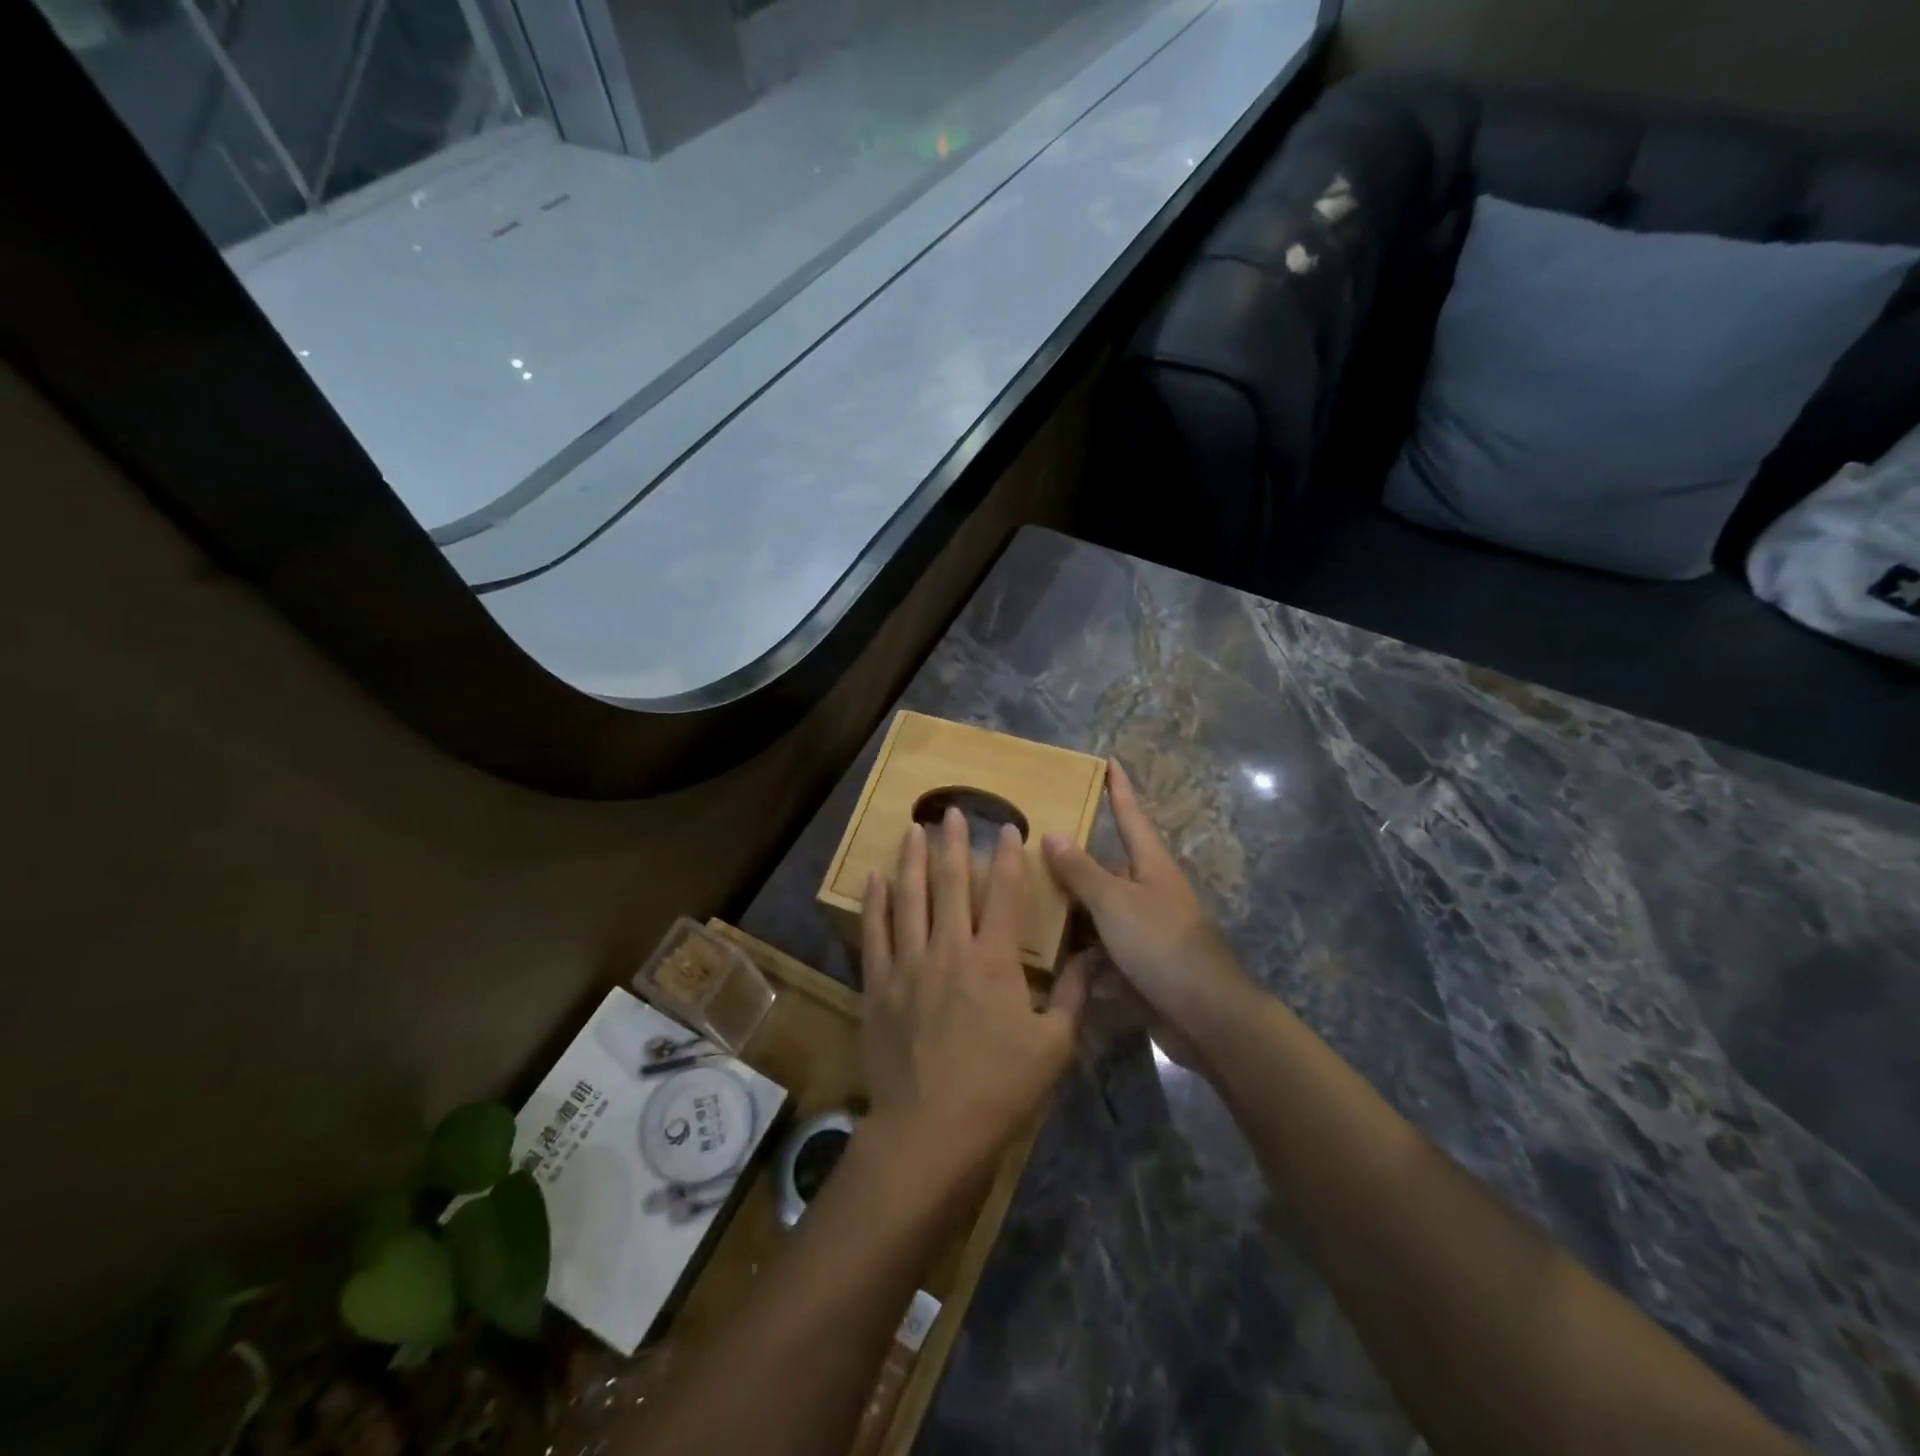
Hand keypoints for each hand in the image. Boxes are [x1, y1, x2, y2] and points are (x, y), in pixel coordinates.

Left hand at [860, 809, 1088, 1187]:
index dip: (1009, 858)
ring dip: (911, 861)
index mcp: (994, 961)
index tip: (1008, 828)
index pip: (1004, 894)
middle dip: (952, 843)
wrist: (931, 1131)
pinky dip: (874, 904)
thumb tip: (1094, 956)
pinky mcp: (878, 986)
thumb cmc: (1000, 1089)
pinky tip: (874, 878)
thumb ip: (1074, 996)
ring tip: (912, 829)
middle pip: (950, 884)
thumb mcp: (1054, 1046)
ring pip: (909, 899)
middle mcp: (949, 950)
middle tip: (951, 811)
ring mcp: (908, 965)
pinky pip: (874, 934)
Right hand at [1042, 759, 1253, 1038]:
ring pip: (1100, 912)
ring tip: (1026, 905)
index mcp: (1150, 866)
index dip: (1119, 789)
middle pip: (1107, 868)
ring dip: (1071, 914)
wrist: (1206, 1015)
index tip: (1108, 761)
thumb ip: (1081, 871)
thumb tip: (1052, 834)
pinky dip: (1081, 954)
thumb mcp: (1115, 903)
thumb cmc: (1161, 945)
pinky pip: (1102, 950)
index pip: (1130, 816)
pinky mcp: (1141, 966)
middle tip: (1032, 853)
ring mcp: (1146, 931)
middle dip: (1073, 864)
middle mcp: (1149, 892)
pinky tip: (1049, 959)